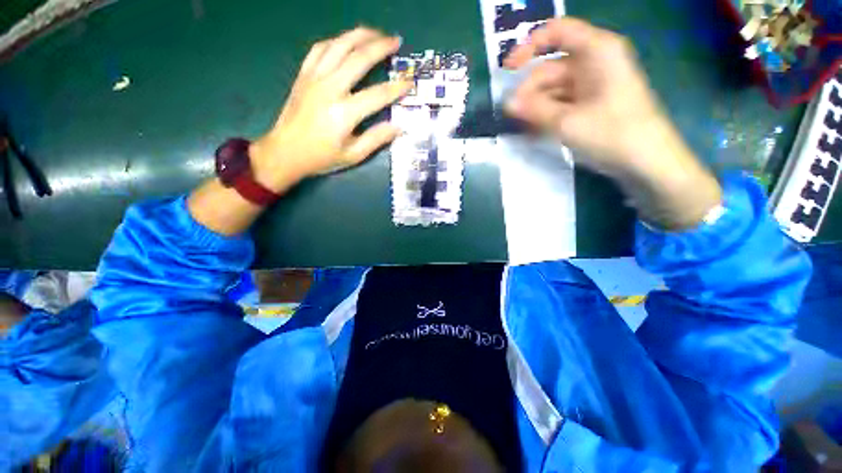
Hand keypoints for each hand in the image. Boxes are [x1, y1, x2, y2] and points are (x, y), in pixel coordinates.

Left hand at [250, 27, 412, 190]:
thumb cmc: (322, 157)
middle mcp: (329, 88)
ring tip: (376, 33)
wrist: (285, 151)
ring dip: (360, 35)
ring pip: (339, 45)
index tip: (410, 82)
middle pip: (359, 58)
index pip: (377, 95)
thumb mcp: (353, 155)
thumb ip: (376, 139)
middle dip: (381, 47)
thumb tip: (398, 127)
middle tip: (397, 41)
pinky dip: (336, 41)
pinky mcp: (304, 75)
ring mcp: (314, 78)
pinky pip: (320, 49)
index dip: (396, 88)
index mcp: (344, 113)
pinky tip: (347, 41)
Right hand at [504, 18, 671, 176]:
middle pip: (551, 67)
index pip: (557, 32)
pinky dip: (547, 114)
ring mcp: (593, 83)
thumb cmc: (612, 134)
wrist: (646, 161)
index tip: (508, 70)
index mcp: (596, 51)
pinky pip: (562, 102)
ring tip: (521, 127)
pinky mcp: (592, 102)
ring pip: (554, 89)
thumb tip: (507, 103)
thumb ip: (535, 110)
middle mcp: (594, 61)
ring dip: (536, 107)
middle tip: (512, 115)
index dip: (529, 46)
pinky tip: (535, 130)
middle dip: (529, 90)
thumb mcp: (567, 122)